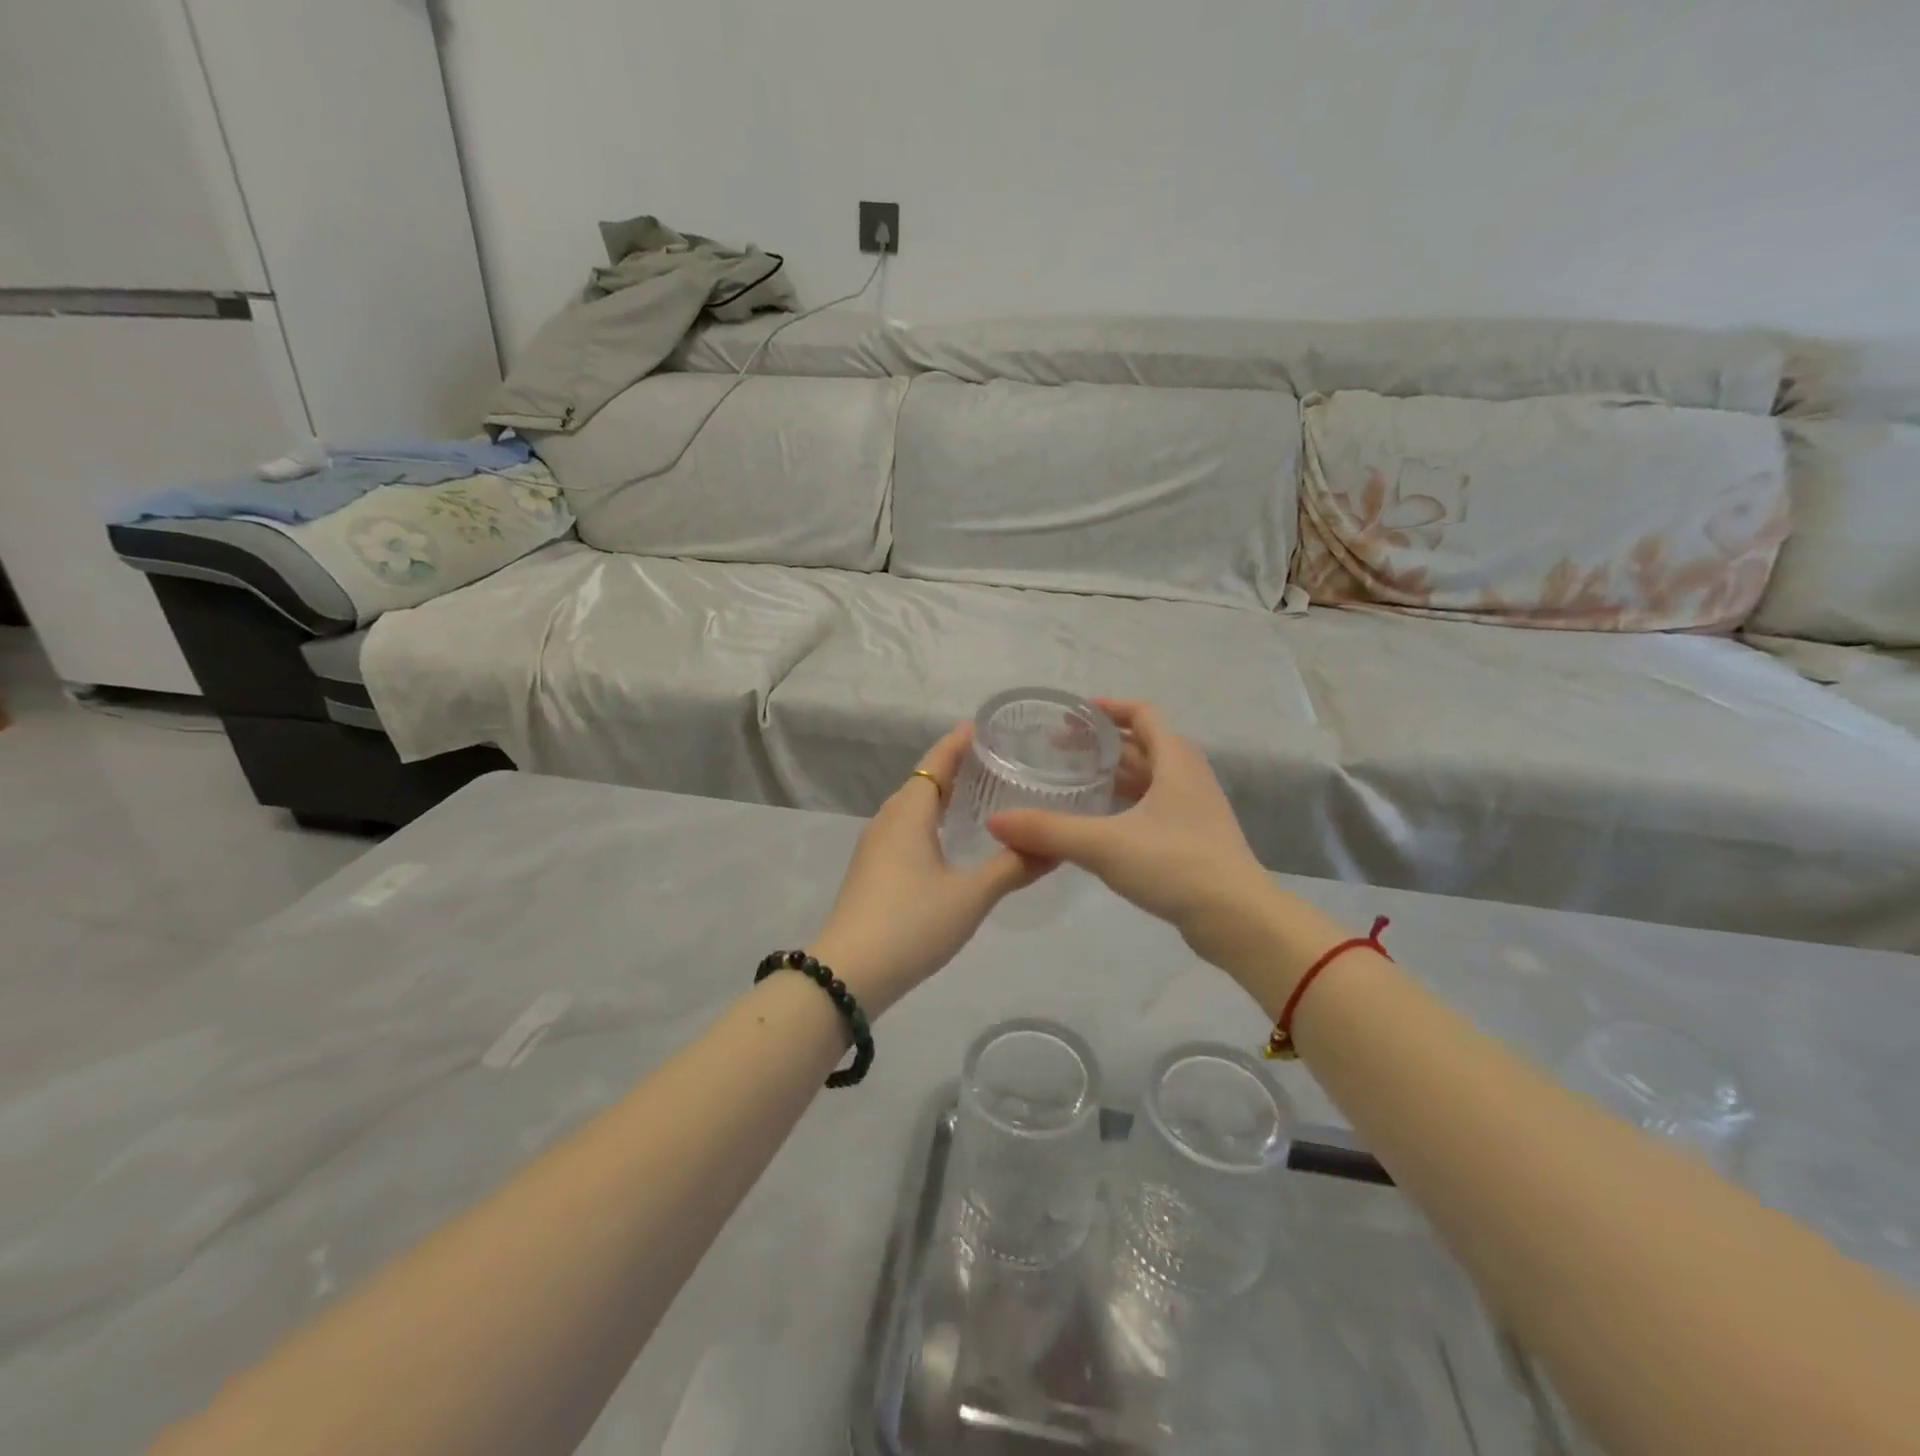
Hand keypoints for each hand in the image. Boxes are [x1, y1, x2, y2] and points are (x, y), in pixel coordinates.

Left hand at [809, 723, 1042, 1014]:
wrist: (848, 974)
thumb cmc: (913, 922)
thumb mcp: (972, 896)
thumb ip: (1013, 868)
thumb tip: (1055, 846)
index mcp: (909, 812)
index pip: (936, 762)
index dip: (958, 743)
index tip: (983, 727)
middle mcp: (888, 820)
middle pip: (923, 781)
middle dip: (954, 768)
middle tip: (994, 763)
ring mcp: (874, 846)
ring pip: (912, 807)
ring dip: (941, 797)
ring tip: (977, 796)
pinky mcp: (871, 870)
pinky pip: (905, 829)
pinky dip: (930, 821)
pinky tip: (948, 840)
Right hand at [988, 700, 1282, 973]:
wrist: (1237, 918)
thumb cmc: (1174, 864)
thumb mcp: (1104, 844)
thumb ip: (1048, 831)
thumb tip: (996, 821)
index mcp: (1175, 760)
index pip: (1142, 714)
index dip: (1108, 709)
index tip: (1072, 715)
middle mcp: (1188, 776)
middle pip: (1143, 745)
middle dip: (1102, 744)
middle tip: (1058, 751)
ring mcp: (1194, 809)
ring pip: (1148, 778)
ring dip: (1113, 775)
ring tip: (1073, 782)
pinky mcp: (1193, 838)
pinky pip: (1153, 806)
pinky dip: (1124, 804)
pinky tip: (1098, 823)